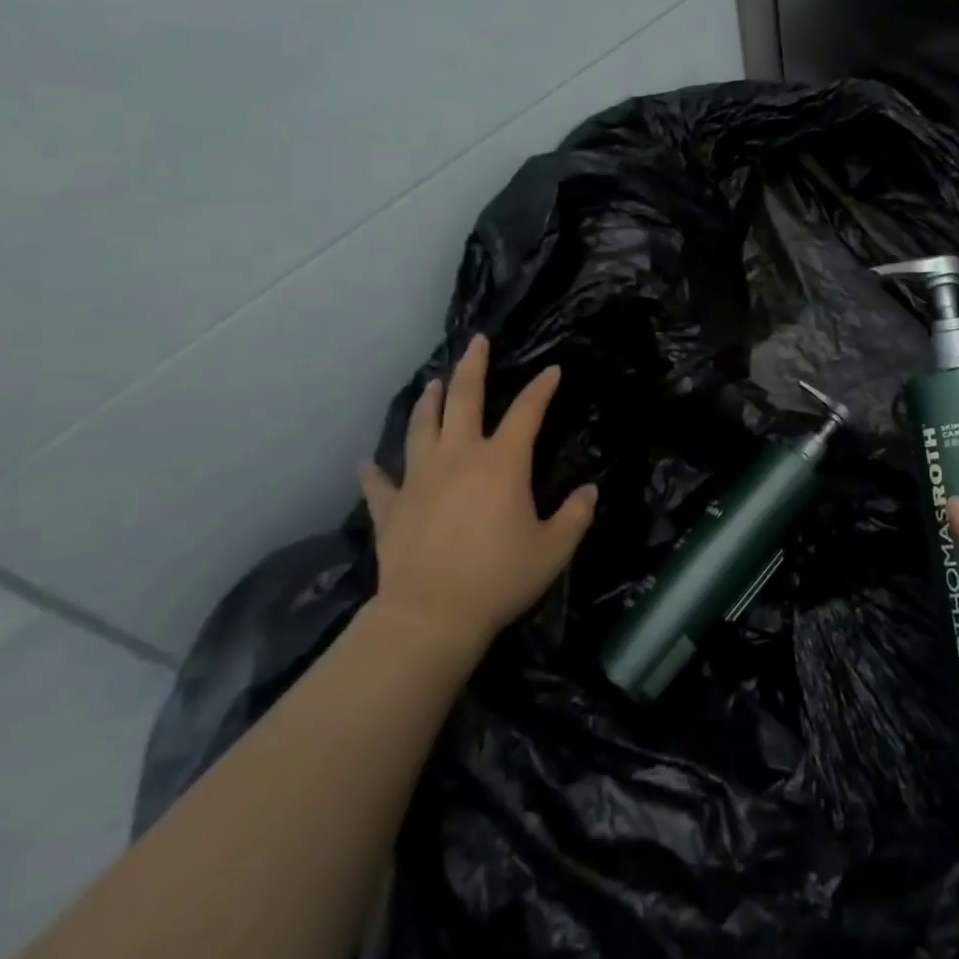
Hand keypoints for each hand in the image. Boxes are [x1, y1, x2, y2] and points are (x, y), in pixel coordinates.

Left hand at [357, 335, 595, 659]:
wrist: (430, 616)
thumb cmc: (499, 578)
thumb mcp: (553, 549)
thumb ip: (576, 516)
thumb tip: (591, 490)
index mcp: (502, 462)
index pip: (527, 412)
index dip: (541, 388)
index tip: (552, 370)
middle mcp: (459, 457)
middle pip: (464, 399)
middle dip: (473, 366)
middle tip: (476, 341)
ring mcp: (419, 479)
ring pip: (422, 427)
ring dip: (429, 402)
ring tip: (433, 384)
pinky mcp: (391, 507)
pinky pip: (379, 483)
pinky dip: (374, 472)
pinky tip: (368, 463)